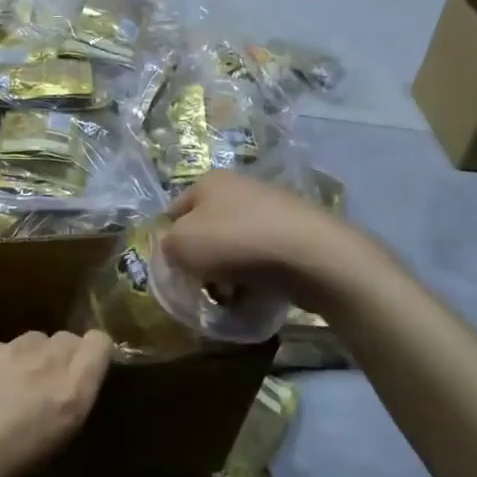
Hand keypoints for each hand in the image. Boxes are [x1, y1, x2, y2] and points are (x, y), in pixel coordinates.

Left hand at [0, 330, 111, 476]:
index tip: (86, 372)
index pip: (99, 343)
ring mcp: (6, 349)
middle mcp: (44, 363)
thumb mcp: (48, 459)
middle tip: (44, 386)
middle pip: (66, 339)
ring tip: (8, 387)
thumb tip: (63, 403)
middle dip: (62, 357)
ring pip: (32, 339)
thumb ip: (63, 415)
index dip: (95, 355)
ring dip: (29, 358)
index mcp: (70, 395)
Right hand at [162, 169, 377, 312]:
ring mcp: (270, 207)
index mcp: (208, 181)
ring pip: (234, 245)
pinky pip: (263, 255)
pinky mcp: (295, 231)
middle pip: (206, 229)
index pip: (172, 212)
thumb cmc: (235, 243)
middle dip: (201, 260)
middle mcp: (239, 187)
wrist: (311, 254)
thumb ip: (165, 245)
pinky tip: (259, 291)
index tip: (174, 270)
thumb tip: (172, 248)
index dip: (168, 242)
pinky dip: (257, 273)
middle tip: (203, 286)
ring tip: (233, 295)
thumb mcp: (181, 245)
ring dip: (228, 271)